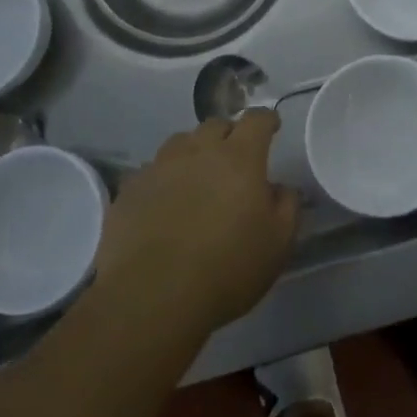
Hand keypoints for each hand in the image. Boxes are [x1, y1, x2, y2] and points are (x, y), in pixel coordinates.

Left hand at [96, 111, 298, 332]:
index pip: (256, 120)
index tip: (272, 127)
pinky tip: (164, 202)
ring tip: (196, 176)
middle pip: (215, 125)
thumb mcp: (278, 244)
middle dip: (229, 134)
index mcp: (239, 158)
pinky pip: (151, 171)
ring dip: (193, 152)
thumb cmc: (227, 269)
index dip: (266, 120)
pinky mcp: (130, 189)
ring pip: (180, 143)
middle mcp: (198, 151)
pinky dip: (163, 179)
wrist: (152, 297)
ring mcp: (160, 167)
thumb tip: (281, 188)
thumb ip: (287, 206)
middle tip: (234, 157)